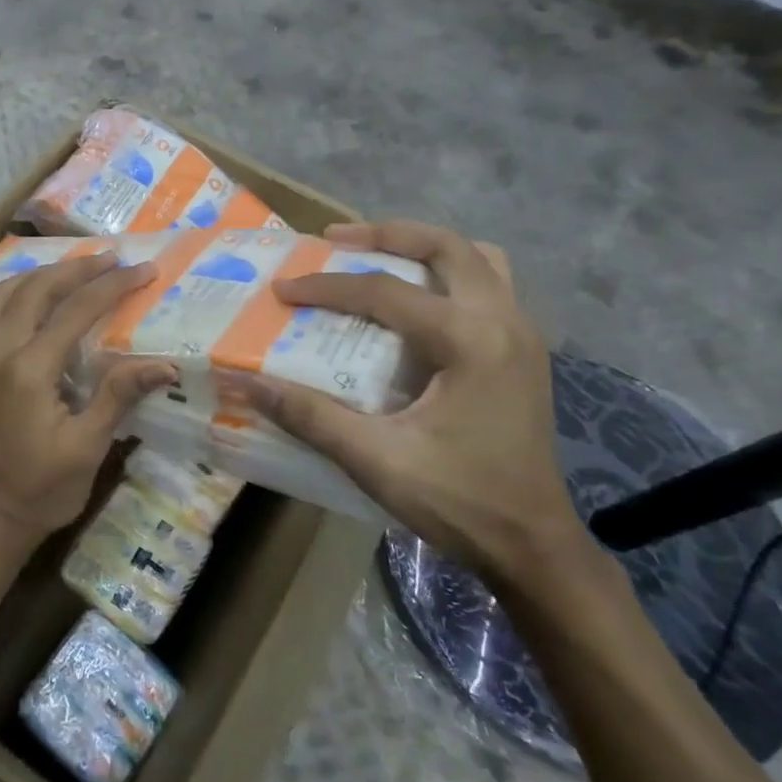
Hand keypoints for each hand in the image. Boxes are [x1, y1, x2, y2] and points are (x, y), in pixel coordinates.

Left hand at [0, 253, 177, 550]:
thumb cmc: (43, 489)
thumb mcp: (87, 447)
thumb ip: (118, 396)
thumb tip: (164, 365)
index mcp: (29, 369)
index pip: (76, 311)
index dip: (112, 286)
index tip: (143, 269)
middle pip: (36, 290)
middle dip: (76, 269)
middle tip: (111, 258)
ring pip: (1, 294)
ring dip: (38, 275)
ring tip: (70, 269)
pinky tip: (10, 291)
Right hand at [230, 220, 584, 587]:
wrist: (534, 546)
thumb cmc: (459, 501)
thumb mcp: (375, 460)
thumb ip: (309, 416)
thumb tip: (247, 382)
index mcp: (471, 341)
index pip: (385, 292)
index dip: (326, 287)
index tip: (282, 289)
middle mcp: (504, 323)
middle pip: (447, 247)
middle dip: (387, 234)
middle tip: (336, 239)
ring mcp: (523, 336)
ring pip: (479, 259)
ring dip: (427, 248)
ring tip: (380, 256)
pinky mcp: (525, 354)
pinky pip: (490, 286)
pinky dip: (450, 275)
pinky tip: (419, 303)